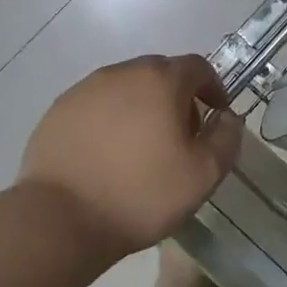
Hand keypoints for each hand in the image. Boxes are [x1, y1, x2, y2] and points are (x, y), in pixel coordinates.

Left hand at [20, 54, 243, 257]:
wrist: (60, 219)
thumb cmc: (141, 194)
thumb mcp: (203, 175)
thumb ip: (226, 138)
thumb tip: (227, 117)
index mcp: (160, 80)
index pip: (197, 67)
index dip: (213, 88)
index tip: (216, 115)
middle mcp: (122, 73)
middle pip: (160, 73)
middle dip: (177, 96)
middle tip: (181, 134)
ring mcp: (85, 89)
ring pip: (126, 87)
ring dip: (142, 106)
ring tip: (142, 146)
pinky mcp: (59, 110)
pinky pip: (96, 105)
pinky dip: (110, 119)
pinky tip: (108, 154)